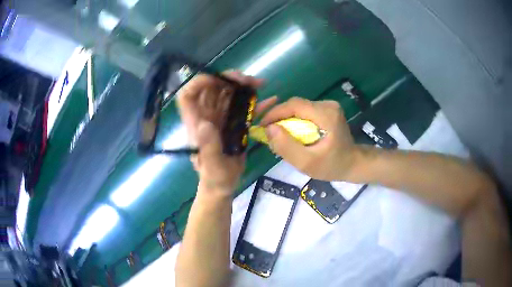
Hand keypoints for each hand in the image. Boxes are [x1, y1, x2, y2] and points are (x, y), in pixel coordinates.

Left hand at [177, 71, 276, 193]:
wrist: (224, 184)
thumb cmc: (214, 177)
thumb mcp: (212, 165)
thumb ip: (208, 146)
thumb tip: (205, 123)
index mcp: (196, 122)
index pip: (189, 95)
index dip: (199, 82)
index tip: (218, 80)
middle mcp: (207, 115)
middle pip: (212, 88)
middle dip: (228, 79)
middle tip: (248, 80)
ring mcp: (221, 117)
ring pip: (228, 93)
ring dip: (243, 85)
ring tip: (259, 84)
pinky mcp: (234, 122)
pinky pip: (243, 106)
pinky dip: (255, 101)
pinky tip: (269, 99)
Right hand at [260, 97, 360, 180]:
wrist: (352, 163)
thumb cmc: (331, 166)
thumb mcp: (307, 162)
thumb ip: (286, 146)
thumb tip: (268, 129)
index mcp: (326, 114)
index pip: (294, 105)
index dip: (275, 113)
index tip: (262, 126)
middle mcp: (328, 105)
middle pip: (296, 105)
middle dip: (279, 118)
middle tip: (270, 134)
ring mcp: (329, 106)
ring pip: (299, 108)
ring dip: (286, 120)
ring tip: (280, 136)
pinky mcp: (328, 110)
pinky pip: (305, 112)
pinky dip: (295, 121)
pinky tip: (294, 134)